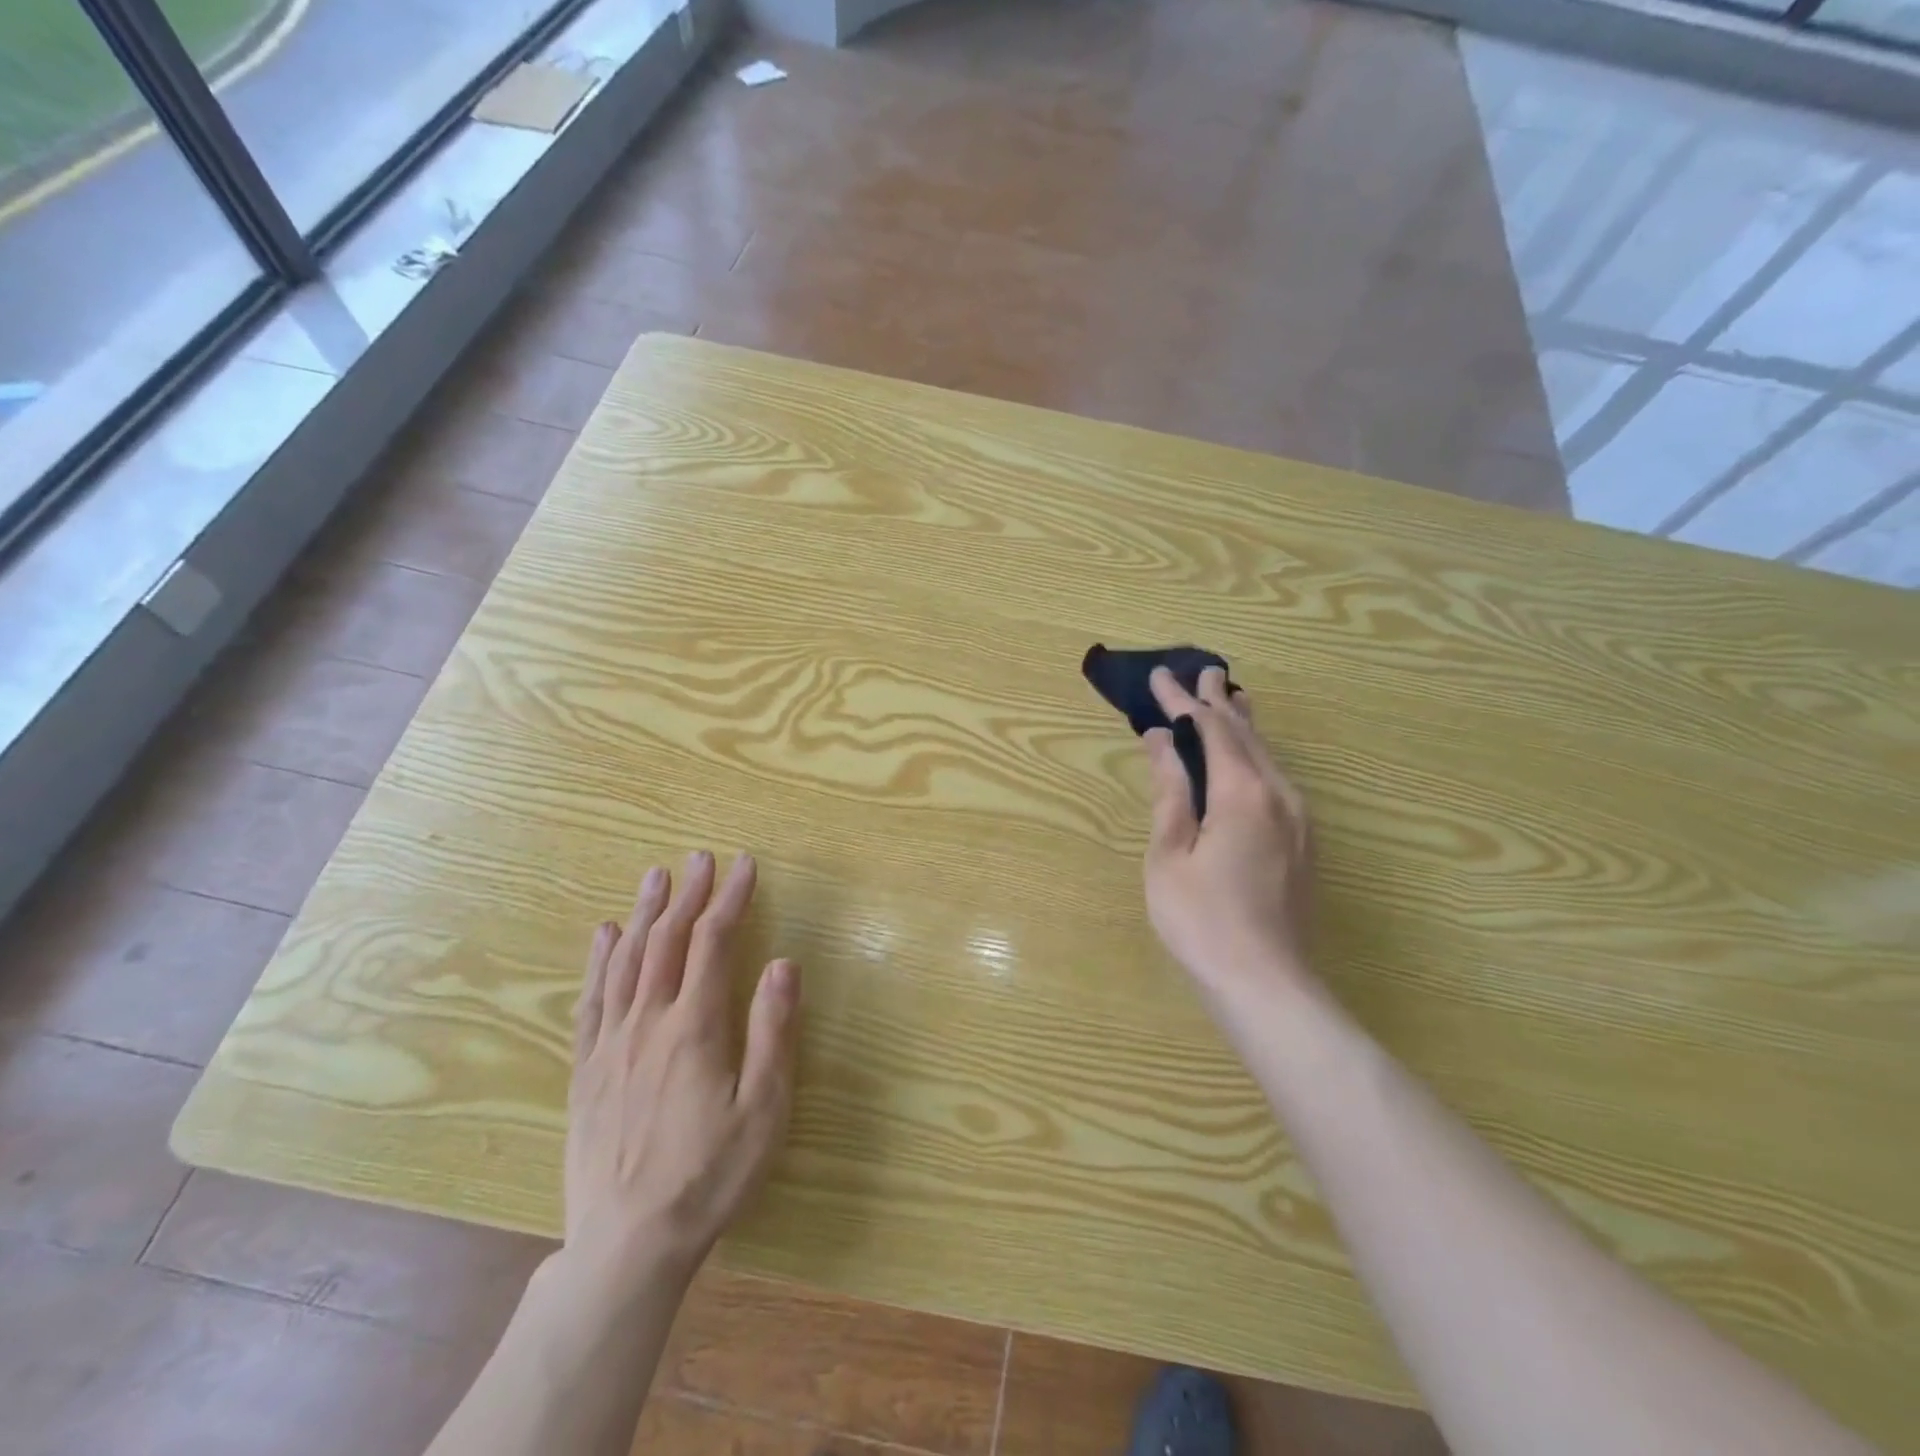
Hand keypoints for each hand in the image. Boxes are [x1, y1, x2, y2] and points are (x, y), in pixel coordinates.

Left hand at [563, 850, 799, 1294]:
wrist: (626, 1247)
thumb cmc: (710, 1176)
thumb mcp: (764, 1109)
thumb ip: (773, 1031)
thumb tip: (784, 962)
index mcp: (694, 1028)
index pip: (713, 943)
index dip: (730, 899)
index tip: (744, 865)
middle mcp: (648, 1023)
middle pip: (667, 941)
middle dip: (688, 895)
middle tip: (699, 858)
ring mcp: (610, 1045)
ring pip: (626, 961)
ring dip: (644, 913)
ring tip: (654, 876)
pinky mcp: (586, 1070)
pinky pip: (591, 1001)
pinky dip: (598, 961)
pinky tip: (603, 935)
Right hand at [1142, 666, 1314, 1002]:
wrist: (1266, 984)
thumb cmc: (1202, 920)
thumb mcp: (1170, 853)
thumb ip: (1170, 792)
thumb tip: (1160, 740)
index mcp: (1243, 793)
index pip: (1209, 730)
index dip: (1182, 701)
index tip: (1159, 676)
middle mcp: (1279, 795)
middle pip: (1246, 734)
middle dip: (1219, 702)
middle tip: (1203, 671)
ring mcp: (1299, 819)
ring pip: (1268, 756)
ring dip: (1242, 726)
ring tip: (1228, 700)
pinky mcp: (1303, 842)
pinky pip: (1277, 780)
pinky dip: (1255, 756)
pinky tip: (1247, 758)